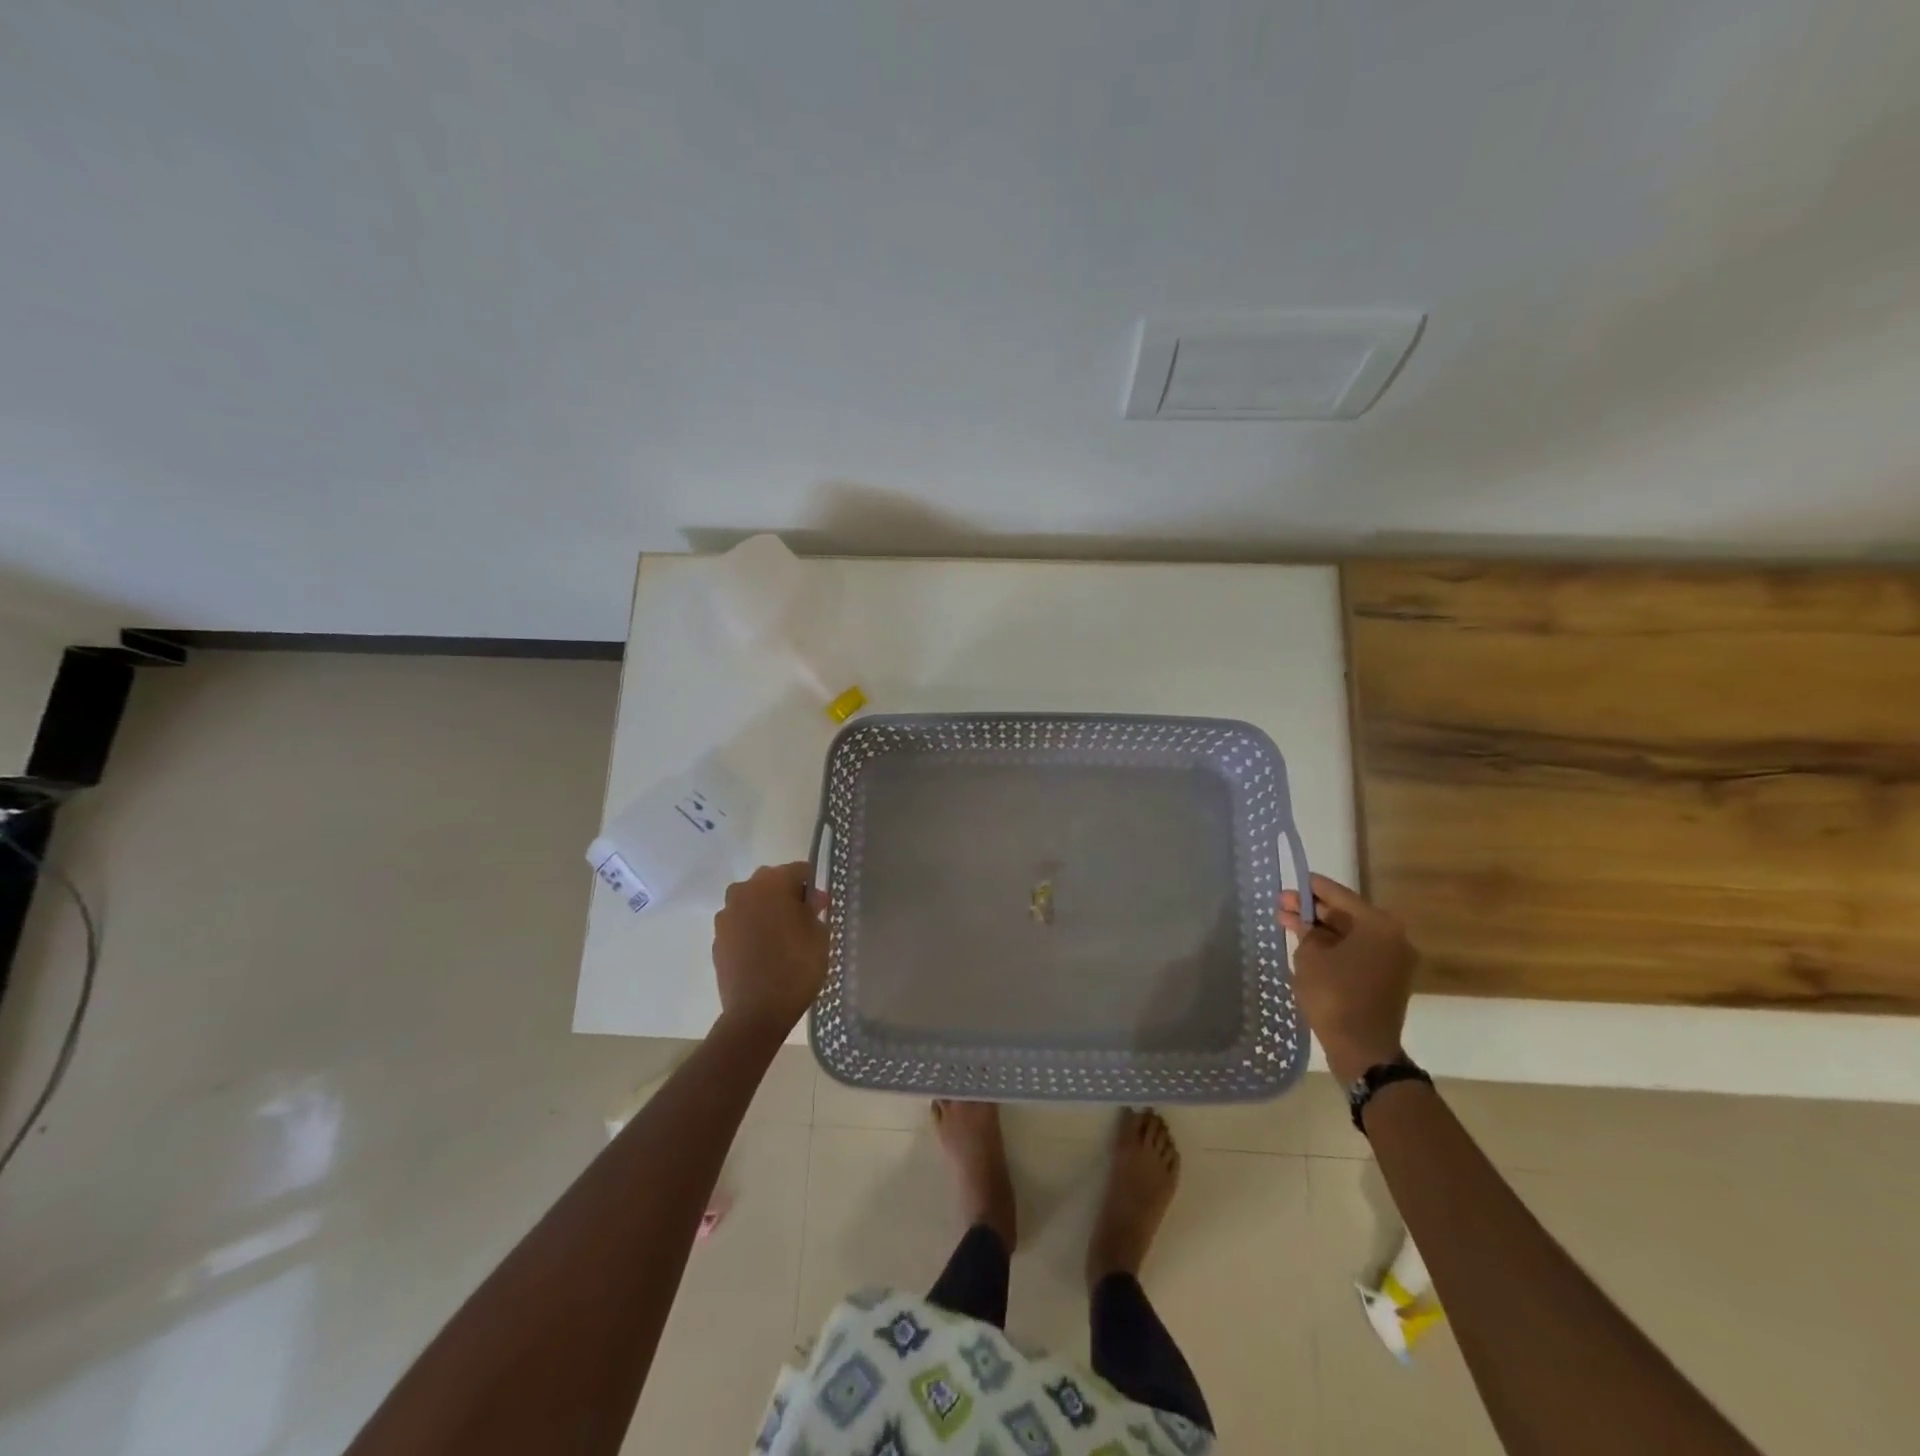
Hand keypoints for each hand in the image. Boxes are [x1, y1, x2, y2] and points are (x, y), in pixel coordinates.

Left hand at [712, 863, 828, 1036]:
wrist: (756, 1013)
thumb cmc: (796, 967)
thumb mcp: (819, 934)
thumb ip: (814, 909)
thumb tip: (808, 901)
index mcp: (772, 882)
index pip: (800, 871)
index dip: (814, 887)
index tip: (822, 907)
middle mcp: (744, 891)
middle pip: (772, 883)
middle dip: (788, 896)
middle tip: (805, 921)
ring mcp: (726, 915)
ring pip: (753, 903)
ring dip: (767, 912)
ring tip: (783, 938)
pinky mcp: (717, 939)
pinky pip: (740, 925)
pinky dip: (752, 931)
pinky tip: (765, 953)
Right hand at [1278, 874, 1417, 1083]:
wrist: (1362, 1049)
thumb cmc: (1334, 995)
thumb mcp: (1310, 956)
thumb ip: (1305, 929)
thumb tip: (1303, 918)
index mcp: (1378, 925)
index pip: (1338, 895)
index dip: (1311, 887)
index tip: (1291, 881)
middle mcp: (1393, 937)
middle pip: (1346, 914)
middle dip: (1313, 910)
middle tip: (1282, 906)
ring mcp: (1394, 960)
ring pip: (1351, 934)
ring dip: (1321, 929)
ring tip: (1288, 924)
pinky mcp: (1388, 979)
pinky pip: (1358, 952)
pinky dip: (1334, 947)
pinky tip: (1307, 946)